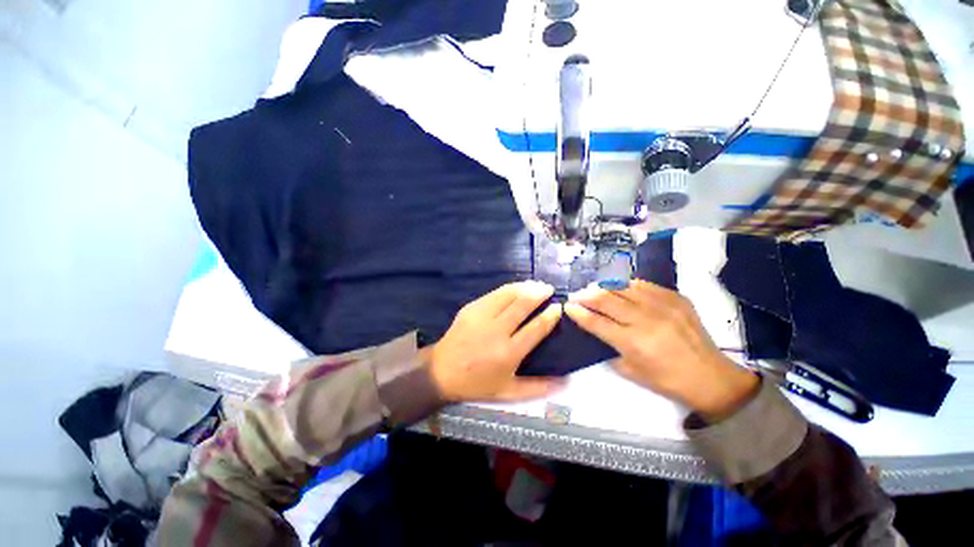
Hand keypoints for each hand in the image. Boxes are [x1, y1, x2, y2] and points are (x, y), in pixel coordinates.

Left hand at [429, 281, 566, 401]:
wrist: (441, 371)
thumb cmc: (477, 383)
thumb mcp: (508, 393)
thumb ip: (538, 388)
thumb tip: (567, 382)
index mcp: (508, 352)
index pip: (536, 328)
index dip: (550, 316)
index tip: (558, 308)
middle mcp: (497, 331)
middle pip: (523, 305)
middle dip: (539, 294)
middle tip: (549, 289)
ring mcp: (482, 316)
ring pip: (508, 294)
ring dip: (525, 287)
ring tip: (537, 285)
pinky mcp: (471, 308)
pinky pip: (494, 293)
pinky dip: (509, 288)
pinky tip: (516, 288)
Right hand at [564, 279, 757, 419]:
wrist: (711, 376)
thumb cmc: (666, 380)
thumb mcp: (630, 371)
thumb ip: (608, 348)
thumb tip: (595, 329)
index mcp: (633, 343)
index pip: (596, 321)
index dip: (578, 312)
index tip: (567, 306)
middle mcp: (646, 320)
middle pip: (606, 299)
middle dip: (585, 295)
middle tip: (576, 295)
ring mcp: (663, 305)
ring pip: (622, 287)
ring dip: (603, 287)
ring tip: (593, 288)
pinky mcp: (676, 298)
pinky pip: (643, 284)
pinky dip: (625, 285)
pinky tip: (618, 287)